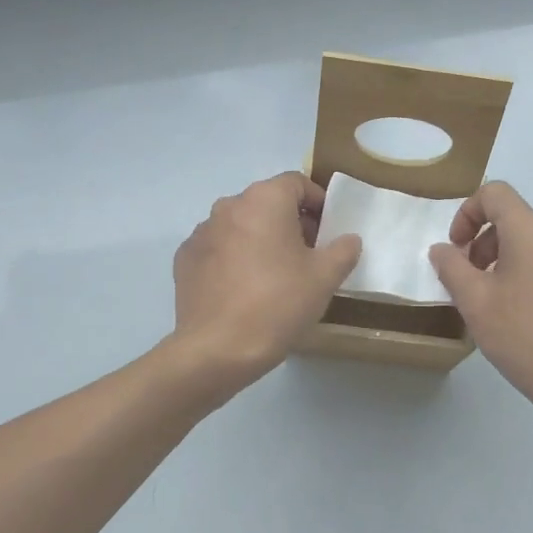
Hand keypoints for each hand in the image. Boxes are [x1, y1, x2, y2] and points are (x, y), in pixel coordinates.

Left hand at [171, 172, 361, 387]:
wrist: (217, 349)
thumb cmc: (279, 304)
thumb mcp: (325, 278)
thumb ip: (343, 250)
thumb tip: (347, 240)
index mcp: (264, 200)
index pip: (296, 183)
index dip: (318, 202)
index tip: (328, 230)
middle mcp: (229, 205)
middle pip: (267, 202)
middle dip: (289, 222)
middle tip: (307, 255)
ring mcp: (201, 232)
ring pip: (240, 225)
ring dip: (259, 239)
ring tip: (273, 275)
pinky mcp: (185, 258)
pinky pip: (218, 248)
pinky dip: (233, 258)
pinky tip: (243, 289)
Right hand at [429, 182, 532, 420]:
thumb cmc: (526, 337)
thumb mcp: (475, 302)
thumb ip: (451, 268)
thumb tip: (443, 250)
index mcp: (532, 232)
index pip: (495, 193)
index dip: (467, 213)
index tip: (456, 250)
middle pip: (513, 220)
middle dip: (482, 244)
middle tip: (469, 283)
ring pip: (532, 245)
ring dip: (503, 263)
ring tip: (492, 304)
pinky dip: (527, 277)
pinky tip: (521, 319)